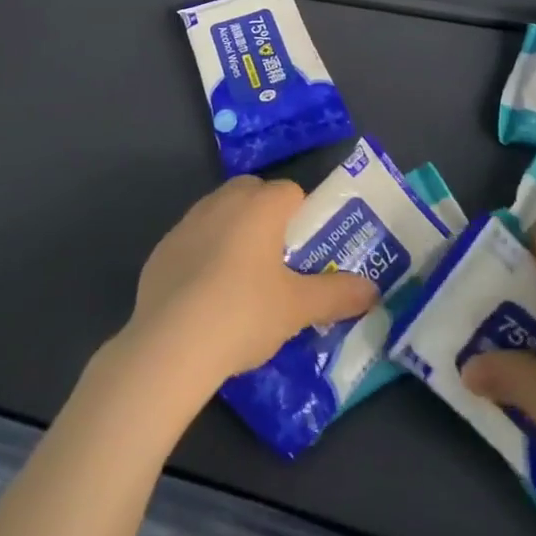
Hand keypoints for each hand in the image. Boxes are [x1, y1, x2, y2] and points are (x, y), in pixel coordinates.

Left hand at [119, 176, 377, 400]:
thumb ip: (338, 294)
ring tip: (242, 283)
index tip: (304, 253)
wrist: (170, 344)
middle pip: (253, 193)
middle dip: (267, 218)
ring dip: (234, 233)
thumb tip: (373, 291)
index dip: (302, 217)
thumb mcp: (298, 308)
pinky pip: (193, 240)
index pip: (291, 191)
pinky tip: (205, 298)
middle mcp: (223, 201)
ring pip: (221, 213)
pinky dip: (203, 256)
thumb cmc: (244, 313)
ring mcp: (187, 222)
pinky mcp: (162, 248)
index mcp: (260, 205)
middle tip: (277, 265)